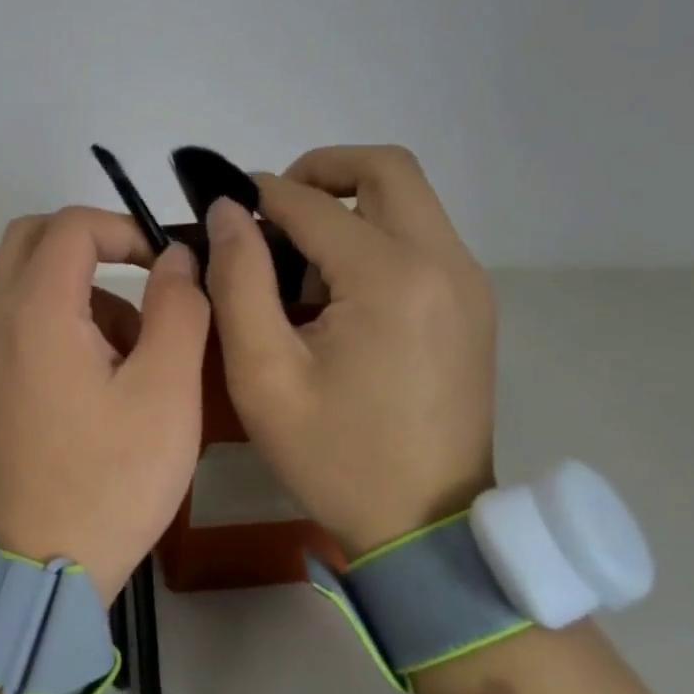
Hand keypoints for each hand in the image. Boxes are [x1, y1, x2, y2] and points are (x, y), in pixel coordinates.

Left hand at [0, 208, 209, 603]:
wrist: (36, 569)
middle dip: (93, 244)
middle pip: (34, 238)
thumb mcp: (165, 392)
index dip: (125, 228)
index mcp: (35, 310)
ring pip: (27, 279)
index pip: (72, 225)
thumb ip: (178, 309)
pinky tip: (103, 379)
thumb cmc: (109, 480)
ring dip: (82, 288)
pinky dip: (61, 319)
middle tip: (143, 280)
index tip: (166, 264)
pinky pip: (21, 319)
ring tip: (136, 353)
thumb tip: (175, 258)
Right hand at [203, 146, 496, 555]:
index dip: (257, 196)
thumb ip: (239, 280)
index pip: (311, 201)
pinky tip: (339, 289)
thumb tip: (226, 211)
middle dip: (319, 171)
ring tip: (299, 258)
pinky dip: (375, 233)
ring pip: (407, 197)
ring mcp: (468, 281)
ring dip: (348, 202)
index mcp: (390, 277)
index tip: (221, 212)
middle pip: (385, 167)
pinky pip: (421, 235)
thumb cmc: (334, 455)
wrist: (426, 526)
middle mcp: (443, 262)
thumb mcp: (263, 374)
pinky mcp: (473, 302)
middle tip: (272, 212)